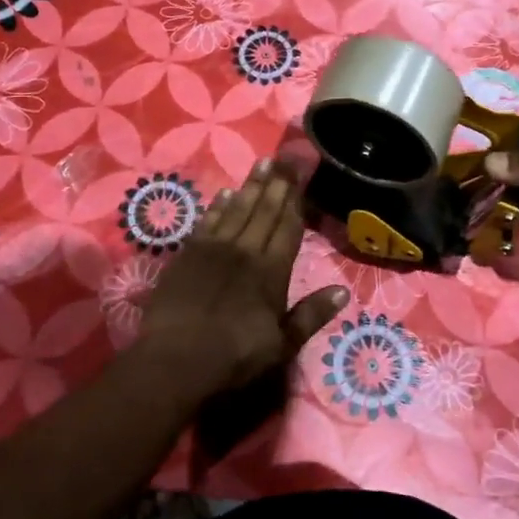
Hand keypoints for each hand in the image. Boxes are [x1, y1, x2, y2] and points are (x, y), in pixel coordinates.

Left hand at [139, 160, 349, 398]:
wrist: (176, 359)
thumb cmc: (234, 356)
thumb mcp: (282, 345)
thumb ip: (311, 315)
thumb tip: (342, 291)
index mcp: (271, 271)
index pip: (288, 228)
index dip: (296, 201)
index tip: (300, 176)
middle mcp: (246, 251)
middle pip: (264, 211)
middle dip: (277, 184)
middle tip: (284, 158)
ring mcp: (214, 249)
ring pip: (237, 209)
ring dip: (251, 186)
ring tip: (261, 164)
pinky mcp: (188, 254)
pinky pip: (208, 221)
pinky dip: (219, 205)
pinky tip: (226, 193)